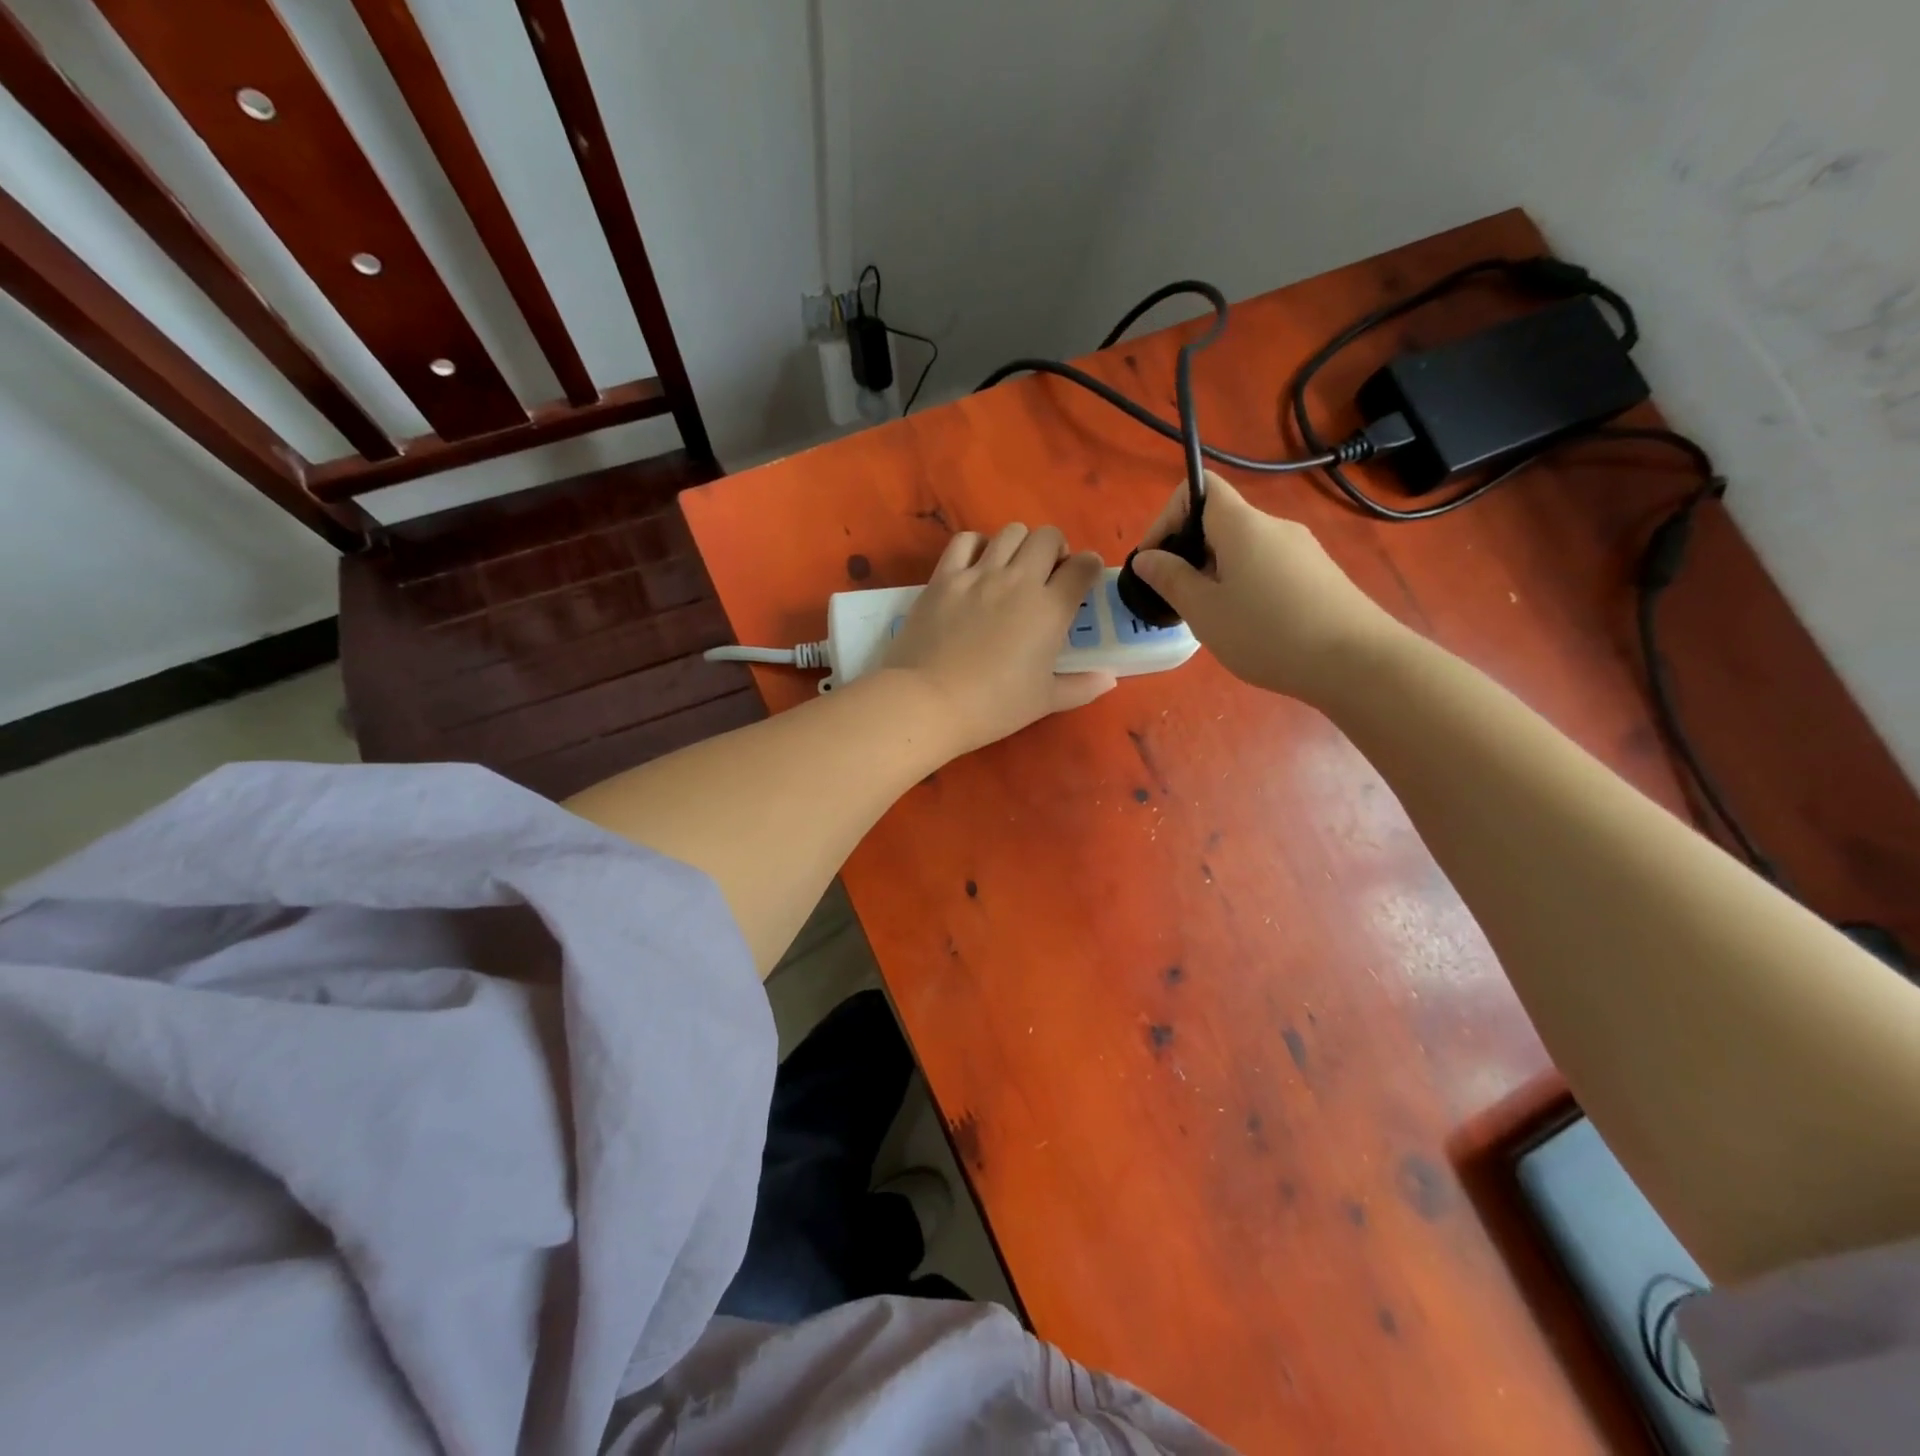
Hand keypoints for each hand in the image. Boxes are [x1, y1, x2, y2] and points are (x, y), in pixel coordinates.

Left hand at [883, 524, 1115, 755]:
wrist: (929, 701)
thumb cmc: (993, 706)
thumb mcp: (1044, 702)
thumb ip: (1081, 687)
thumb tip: (1109, 678)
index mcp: (1050, 609)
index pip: (1083, 567)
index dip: (1088, 568)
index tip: (1082, 580)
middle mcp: (1018, 581)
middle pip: (1048, 537)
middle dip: (1055, 549)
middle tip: (1047, 574)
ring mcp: (978, 575)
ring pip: (1010, 532)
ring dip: (1020, 544)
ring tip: (1012, 568)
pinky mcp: (943, 577)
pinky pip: (965, 541)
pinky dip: (977, 545)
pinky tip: (976, 566)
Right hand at [1130, 472, 1404, 702]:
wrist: (1356, 662)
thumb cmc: (1267, 633)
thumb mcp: (1204, 611)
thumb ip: (1170, 579)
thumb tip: (1146, 557)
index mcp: (1242, 525)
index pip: (1199, 488)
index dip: (1167, 517)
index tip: (1154, 562)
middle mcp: (1275, 526)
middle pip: (1220, 522)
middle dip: (1188, 553)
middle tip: (1177, 599)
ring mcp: (1302, 550)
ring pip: (1243, 549)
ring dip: (1215, 574)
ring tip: (1211, 619)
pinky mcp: (1318, 575)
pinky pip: (1267, 568)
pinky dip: (1245, 586)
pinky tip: (1249, 626)